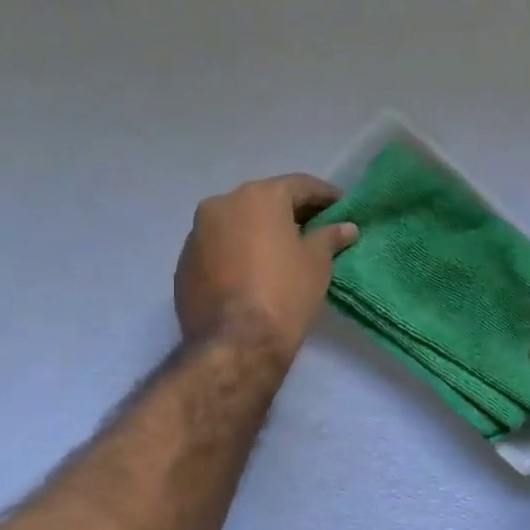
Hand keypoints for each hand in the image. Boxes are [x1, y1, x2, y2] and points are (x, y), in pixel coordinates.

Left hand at [175, 174, 358, 358]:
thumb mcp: (317, 263)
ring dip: (260, 232)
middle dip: (291, 213)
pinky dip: (238, 253)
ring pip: (237, 224)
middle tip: (317, 229)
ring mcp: (197, 234)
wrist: (234, 344)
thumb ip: (330, 237)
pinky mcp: (183, 264)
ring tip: (285, 252)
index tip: (344, 208)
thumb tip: (346, 227)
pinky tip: (255, 273)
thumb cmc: (284, 293)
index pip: (300, 186)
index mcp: (258, 196)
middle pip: (264, 201)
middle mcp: (221, 204)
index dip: (326, 196)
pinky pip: (219, 248)